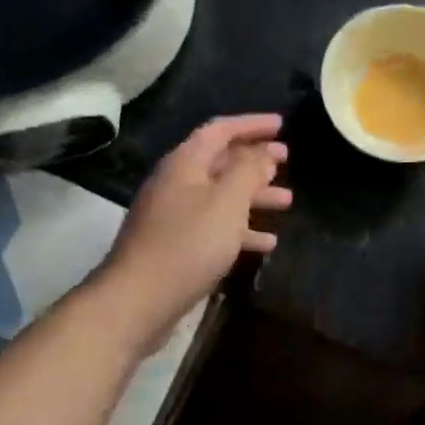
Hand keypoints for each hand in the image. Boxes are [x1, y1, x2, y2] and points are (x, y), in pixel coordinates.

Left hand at [105, 114, 291, 318]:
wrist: (138, 301)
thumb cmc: (189, 243)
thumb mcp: (228, 202)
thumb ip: (249, 172)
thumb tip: (263, 153)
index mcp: (185, 163)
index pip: (220, 130)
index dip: (252, 124)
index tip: (281, 125)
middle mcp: (177, 182)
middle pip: (221, 161)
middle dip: (255, 159)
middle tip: (287, 160)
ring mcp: (173, 215)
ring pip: (221, 195)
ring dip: (254, 195)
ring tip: (287, 201)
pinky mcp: (175, 244)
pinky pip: (214, 225)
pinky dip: (240, 228)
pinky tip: (266, 242)